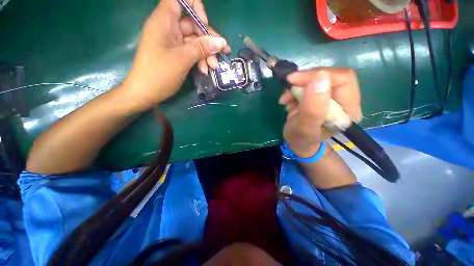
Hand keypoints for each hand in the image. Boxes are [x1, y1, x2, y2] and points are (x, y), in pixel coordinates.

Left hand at [122, 0, 230, 108]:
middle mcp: (169, 28)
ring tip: (214, 67)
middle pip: (193, 25)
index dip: (194, 7)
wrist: (146, 93)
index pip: (179, 0)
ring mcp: (173, 42)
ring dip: (206, 53)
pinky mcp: (177, 54)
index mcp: (164, 21)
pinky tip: (205, 70)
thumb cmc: (160, 73)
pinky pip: (192, 52)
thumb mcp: (183, 59)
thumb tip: (222, 42)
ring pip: (195, 41)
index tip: (204, 23)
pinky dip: (200, 60)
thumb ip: (202, 48)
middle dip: (208, 40)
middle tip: (222, 53)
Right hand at [279, 68, 362, 157]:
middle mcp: (346, 100)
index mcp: (348, 110)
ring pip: (318, 78)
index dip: (318, 75)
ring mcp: (333, 96)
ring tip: (286, 99)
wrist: (297, 141)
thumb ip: (312, 109)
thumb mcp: (304, 128)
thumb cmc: (300, 138)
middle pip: (331, 76)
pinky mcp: (321, 95)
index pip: (343, 80)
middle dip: (306, 80)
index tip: (294, 80)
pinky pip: (309, 83)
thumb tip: (320, 78)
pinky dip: (295, 88)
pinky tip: (288, 100)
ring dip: (298, 85)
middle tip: (288, 87)